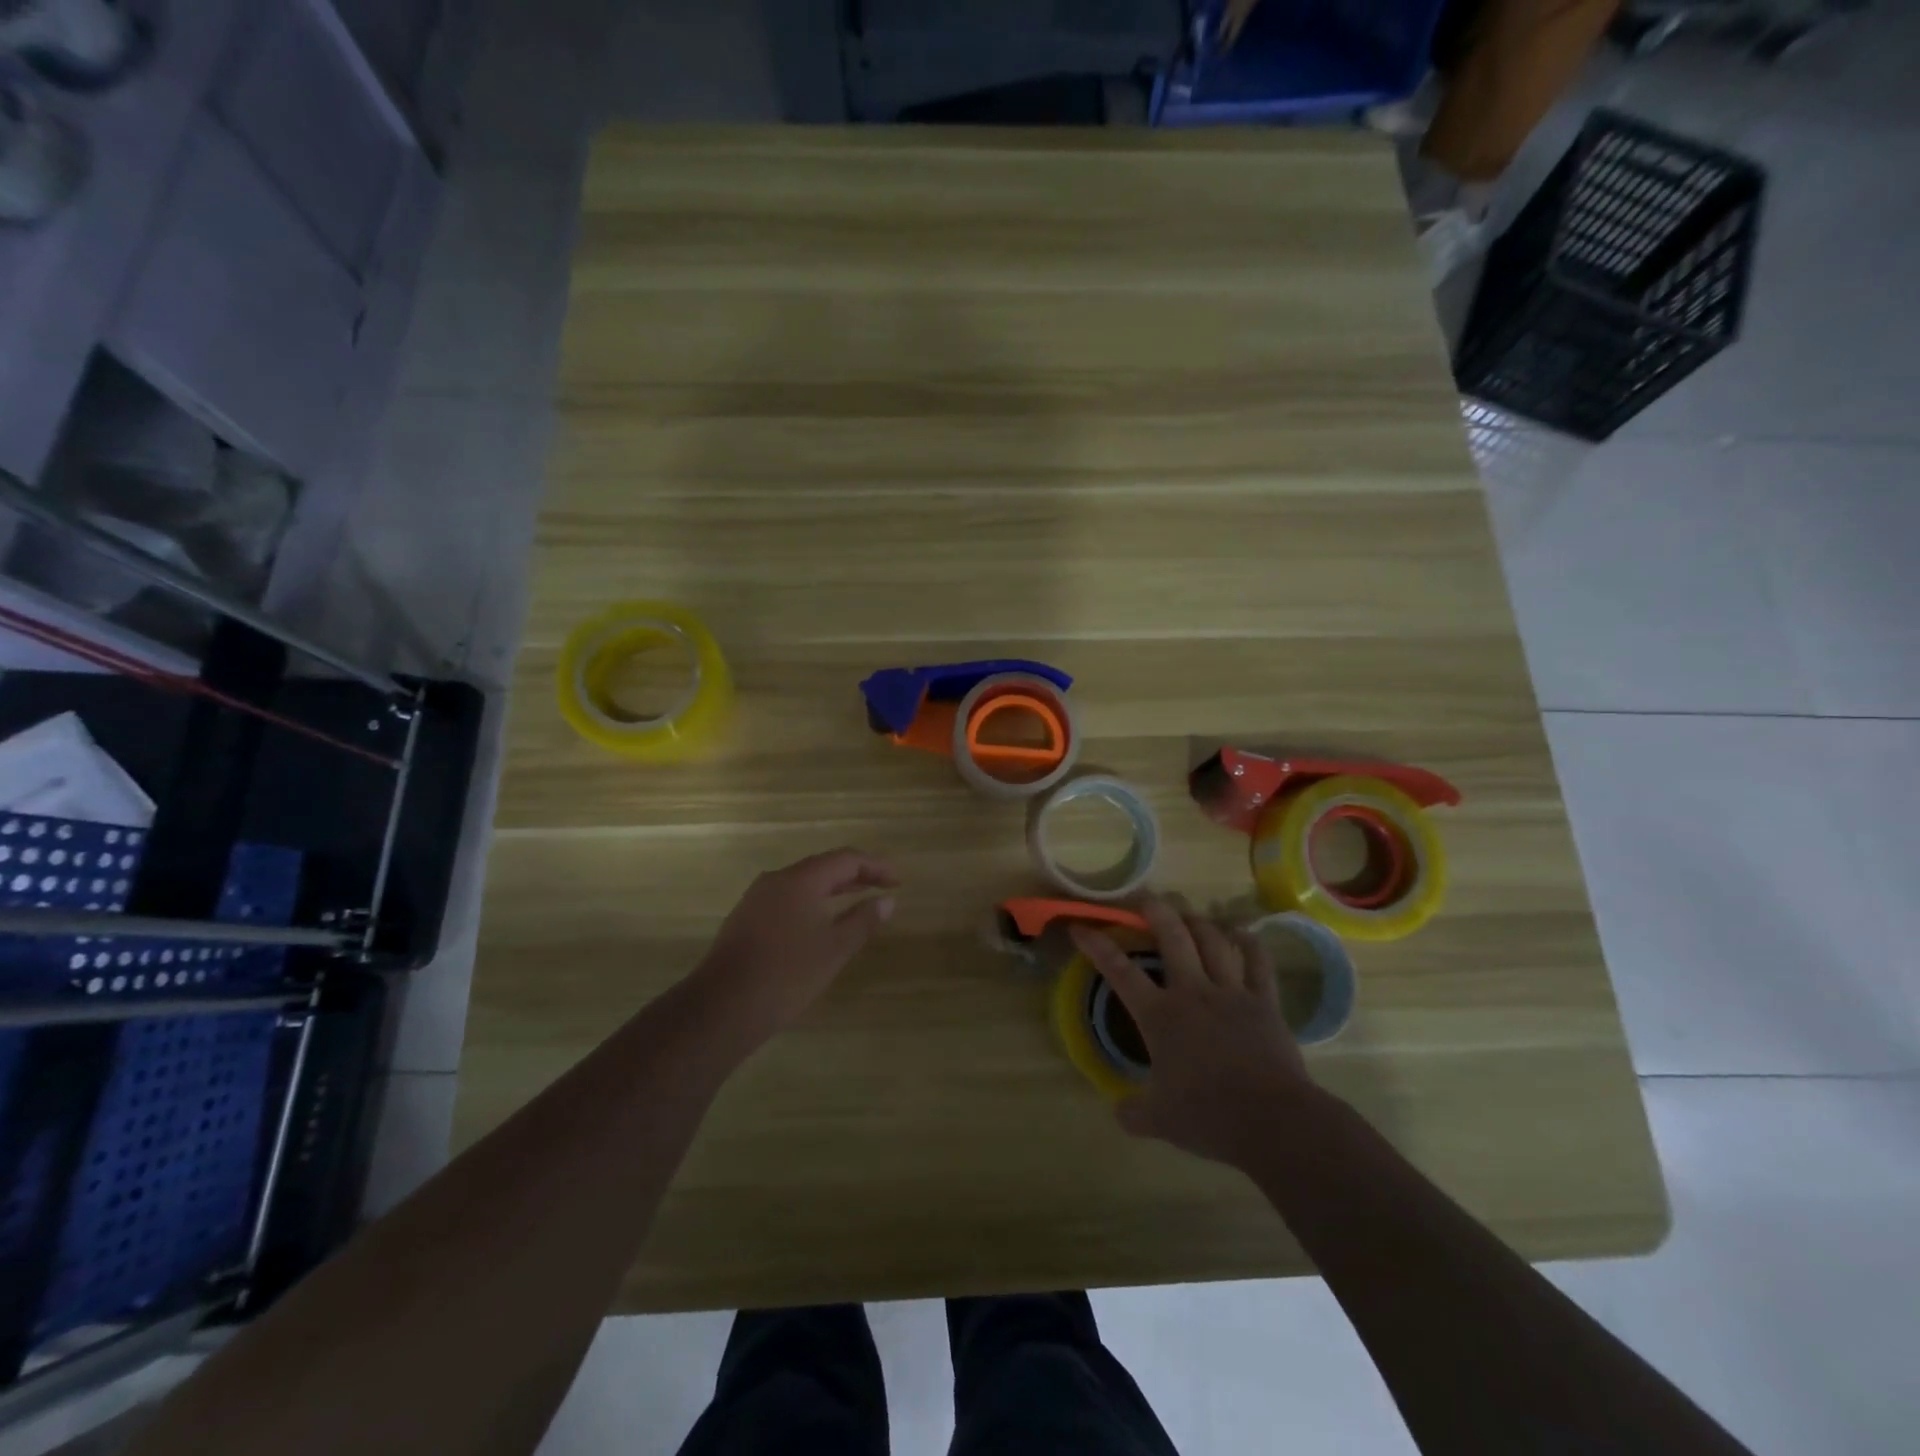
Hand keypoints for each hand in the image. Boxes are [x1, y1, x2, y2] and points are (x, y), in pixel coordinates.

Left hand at [690, 848, 898, 1047]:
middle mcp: (777, 879)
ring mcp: (757, 898)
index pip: (846, 859)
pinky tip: (820, 922)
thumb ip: (863, 920)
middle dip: (856, 875)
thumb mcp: (834, 948)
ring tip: (857, 901)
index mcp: (801, 879)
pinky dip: (812, 902)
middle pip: (823, 866)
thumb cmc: (787, 975)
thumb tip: (887, 900)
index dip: (875, 866)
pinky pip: (787, 898)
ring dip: (833, 888)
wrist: (722, 1007)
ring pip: (803, 883)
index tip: (898, 882)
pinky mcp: (745, 918)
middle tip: (883, 888)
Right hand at [1070, 897, 1317, 1170]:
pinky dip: (1249, 943)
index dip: (1096, 945)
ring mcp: (1232, 992)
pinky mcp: (1265, 1002)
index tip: (1080, 927)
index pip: (1119, 971)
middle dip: (1156, 911)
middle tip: (1145, 898)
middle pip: (1172, 936)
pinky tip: (1242, 932)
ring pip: (1213, 941)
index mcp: (1160, 1015)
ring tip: (1189, 914)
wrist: (1273, 1120)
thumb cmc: (1209, 1116)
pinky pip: (1258, 962)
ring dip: (1198, 922)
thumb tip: (1119, 1112)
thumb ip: (1134, 1113)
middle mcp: (1193, 992)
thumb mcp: (1160, 1121)